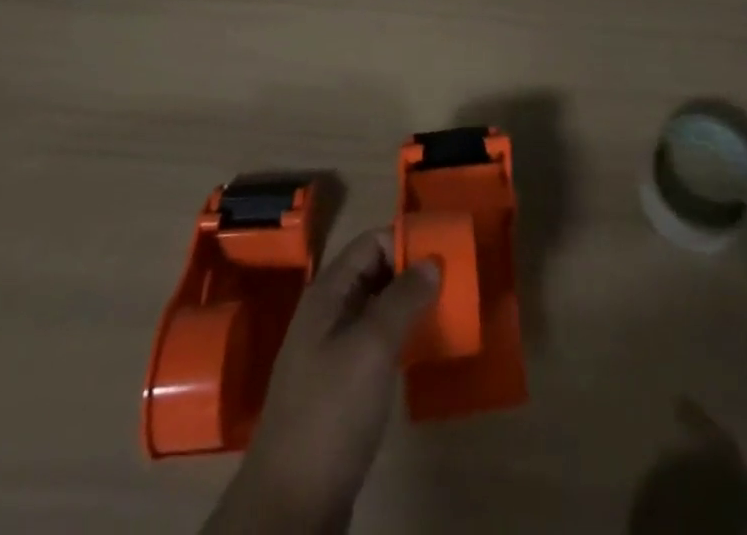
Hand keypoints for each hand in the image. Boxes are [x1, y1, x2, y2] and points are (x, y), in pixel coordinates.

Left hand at [204, 229, 440, 534]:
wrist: (291, 505)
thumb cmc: (331, 411)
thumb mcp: (372, 347)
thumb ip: (403, 298)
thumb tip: (431, 260)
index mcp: (327, 294)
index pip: (370, 244)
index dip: (406, 241)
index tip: (445, 252)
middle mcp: (328, 315)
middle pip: (374, 274)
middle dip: (412, 272)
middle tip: (456, 280)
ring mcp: (332, 352)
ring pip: (377, 311)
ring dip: (410, 306)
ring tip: (449, 310)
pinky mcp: (341, 388)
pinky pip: (376, 345)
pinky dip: (402, 338)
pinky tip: (425, 350)